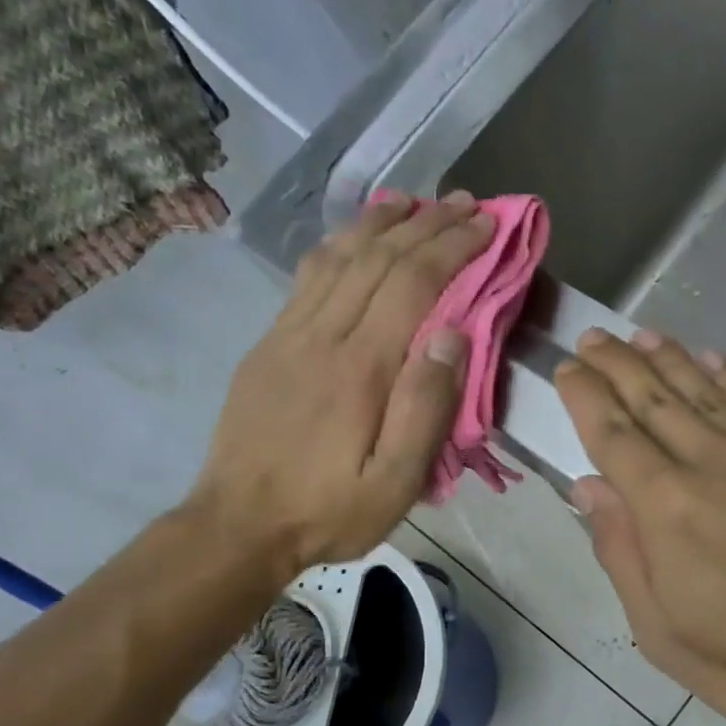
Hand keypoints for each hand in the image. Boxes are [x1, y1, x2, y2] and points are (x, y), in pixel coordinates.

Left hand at [190, 193, 492, 574]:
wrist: (238, 525)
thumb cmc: (327, 510)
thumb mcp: (394, 481)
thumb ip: (425, 407)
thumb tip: (454, 334)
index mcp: (360, 366)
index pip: (413, 283)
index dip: (453, 245)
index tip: (487, 224)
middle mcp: (323, 334)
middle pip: (378, 258)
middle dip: (427, 223)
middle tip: (466, 202)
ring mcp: (288, 334)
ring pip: (339, 257)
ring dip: (379, 222)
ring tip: (413, 200)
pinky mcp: (268, 345)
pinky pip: (307, 278)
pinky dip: (338, 245)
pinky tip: (352, 238)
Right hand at [556, 328, 725, 725]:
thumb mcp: (670, 639)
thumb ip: (624, 557)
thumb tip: (590, 490)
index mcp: (670, 510)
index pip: (614, 435)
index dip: (586, 397)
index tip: (568, 367)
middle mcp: (717, 463)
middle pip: (656, 399)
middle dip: (617, 365)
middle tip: (593, 339)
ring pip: (708, 391)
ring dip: (669, 359)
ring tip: (641, 337)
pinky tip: (714, 359)